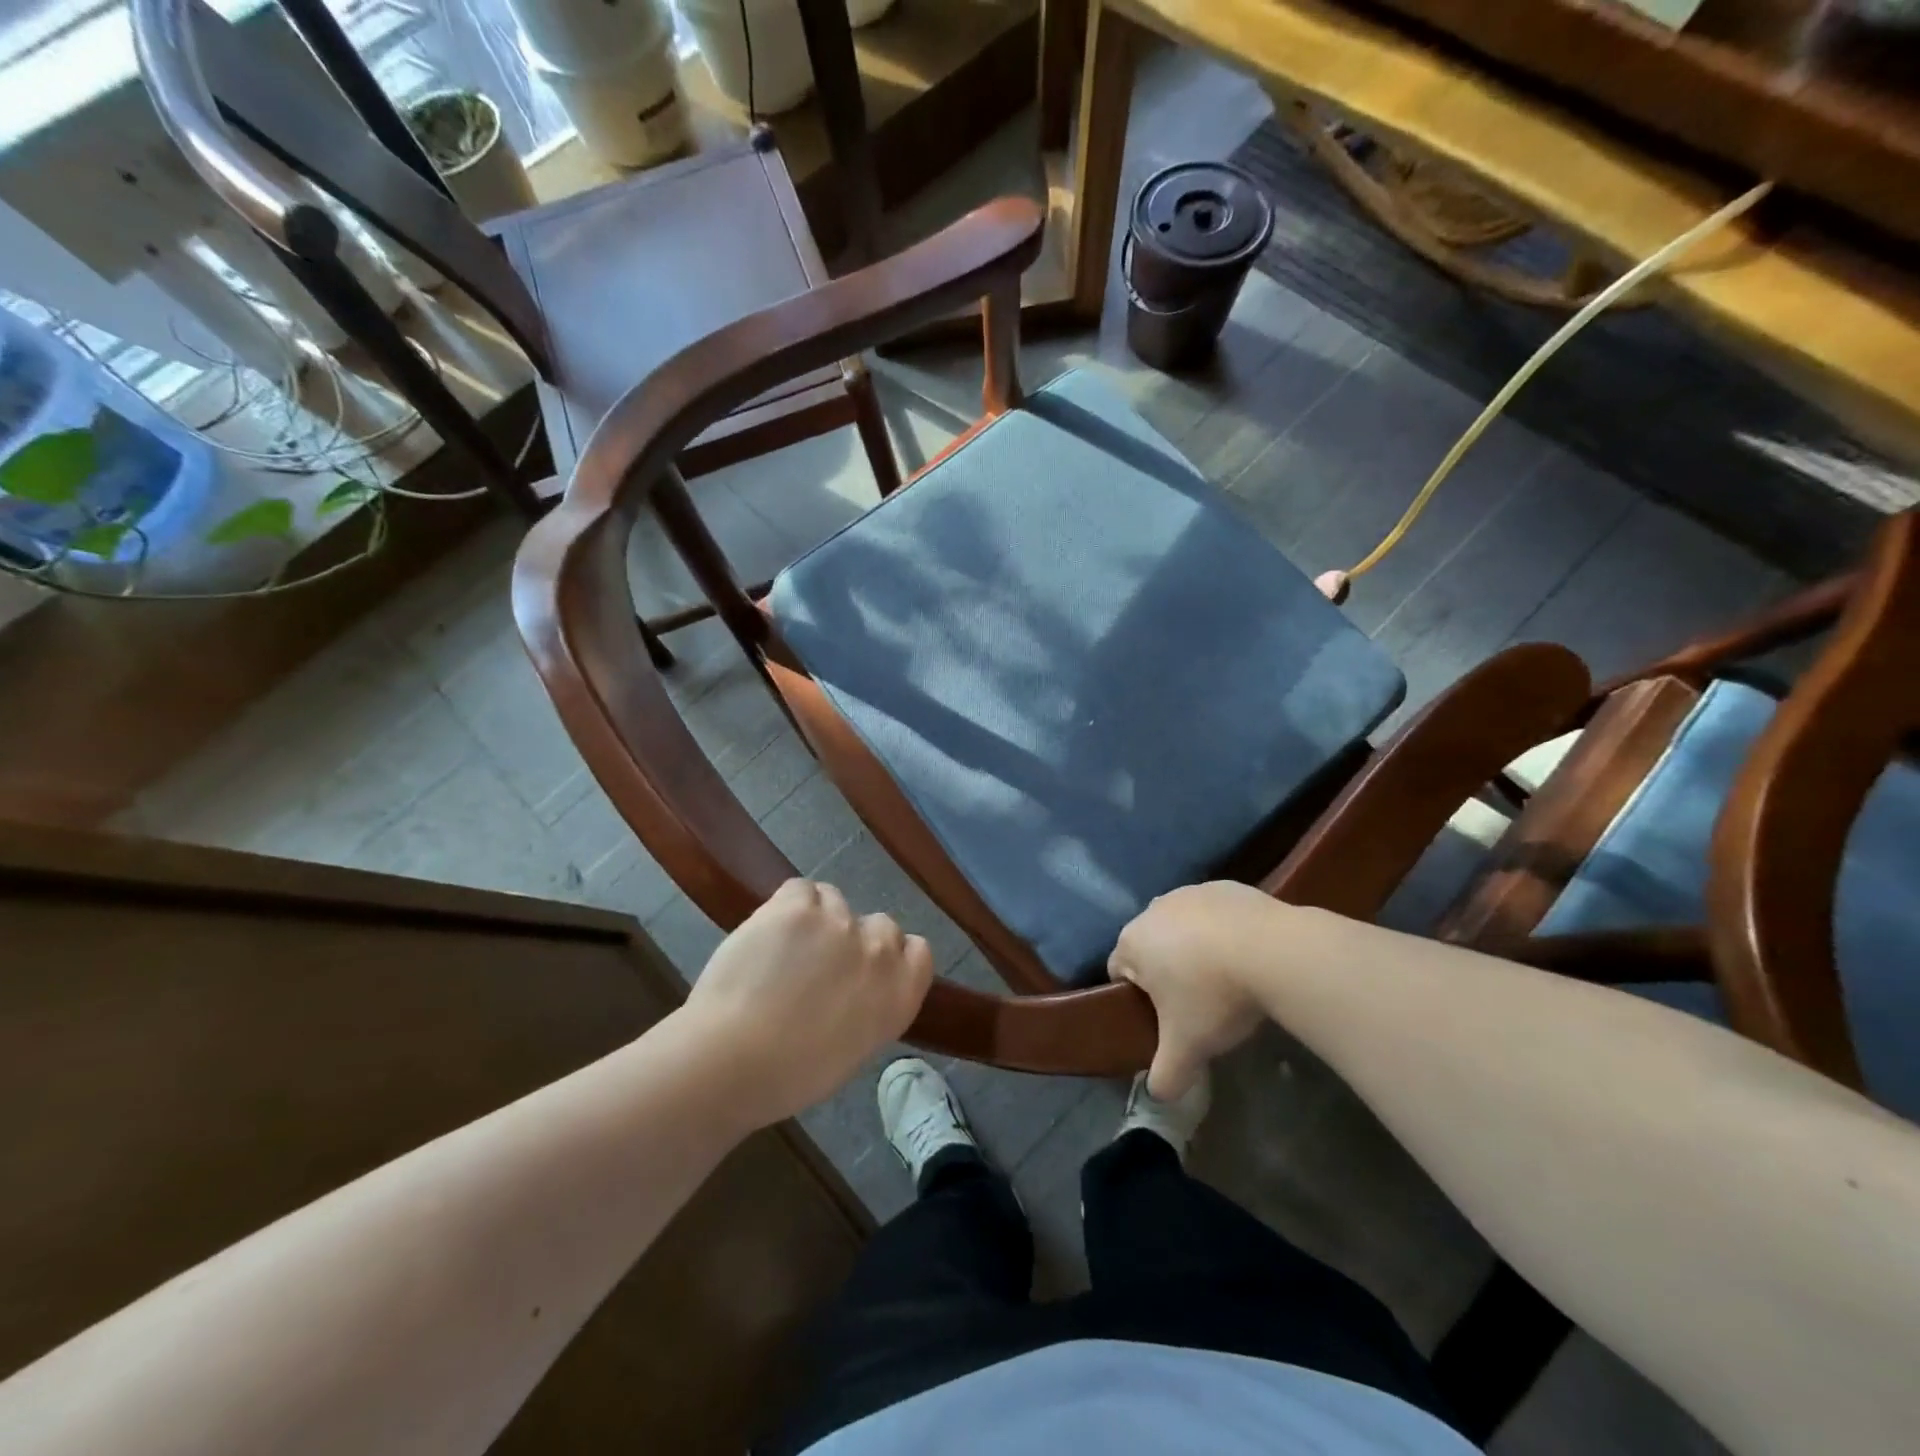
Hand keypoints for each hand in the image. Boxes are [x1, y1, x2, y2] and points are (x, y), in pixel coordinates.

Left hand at [685, 879, 933, 1128]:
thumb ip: (870, 1006)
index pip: (918, 950)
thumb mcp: (854, 1048)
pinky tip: (767, 932)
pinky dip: (786, 906)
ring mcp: (840, 922)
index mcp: (900, 993)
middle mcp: (880, 951)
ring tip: (783, 949)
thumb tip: (855, 987)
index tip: (864, 970)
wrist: (734, 1060)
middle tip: (819, 963)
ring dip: (816, 918)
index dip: (891, 955)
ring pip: (835, 902)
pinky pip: (800, 889)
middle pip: (878, 923)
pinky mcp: (799, 905)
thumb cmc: (792, 1075)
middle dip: (853, 938)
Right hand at [1109, 882, 1272, 1098]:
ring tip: (1229, 979)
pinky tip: (1250, 955)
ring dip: (1197, 948)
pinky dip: (1226, 930)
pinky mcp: (1227, 887)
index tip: (1164, 1018)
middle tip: (1198, 1004)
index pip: (1118, 971)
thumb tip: (1157, 1096)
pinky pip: (1216, 913)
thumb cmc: (1214, 996)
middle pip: (1151, 945)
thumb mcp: (1187, 1048)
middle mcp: (1153, 909)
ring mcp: (1191, 892)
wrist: (1274, 952)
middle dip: (1168, 971)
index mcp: (1132, 942)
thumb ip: (1165, 1075)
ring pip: (1183, 926)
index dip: (1137, 997)